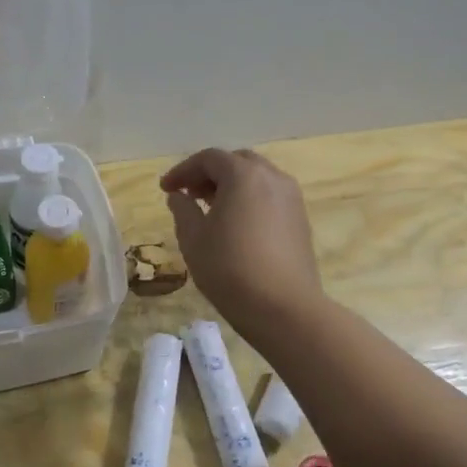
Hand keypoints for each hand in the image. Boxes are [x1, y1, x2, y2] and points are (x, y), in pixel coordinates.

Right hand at [160, 148, 321, 332]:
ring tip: (210, 208)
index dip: (183, 170)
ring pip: (256, 178)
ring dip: (231, 185)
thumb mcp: (193, 239)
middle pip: (236, 162)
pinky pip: (270, 196)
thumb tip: (179, 196)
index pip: (208, 158)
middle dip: (209, 173)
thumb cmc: (230, 269)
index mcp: (243, 175)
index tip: (166, 189)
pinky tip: (236, 224)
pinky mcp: (300, 219)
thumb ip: (183, 210)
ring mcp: (291, 197)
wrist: (284, 308)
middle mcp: (272, 177)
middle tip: (189, 194)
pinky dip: (249, 199)